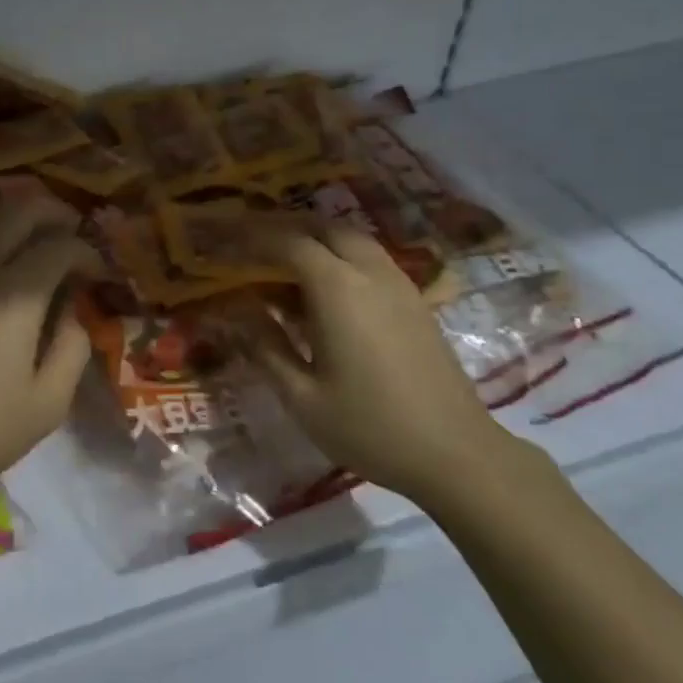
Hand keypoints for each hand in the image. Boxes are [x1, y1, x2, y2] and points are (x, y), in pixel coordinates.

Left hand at [0, 198, 96, 507]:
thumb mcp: (49, 402)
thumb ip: (74, 346)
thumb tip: (75, 310)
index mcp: (16, 294)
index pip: (61, 247)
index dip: (89, 253)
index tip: (100, 274)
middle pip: (19, 212)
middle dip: (54, 213)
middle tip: (72, 232)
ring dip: (12, 220)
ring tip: (30, 239)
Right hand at [257, 228, 517, 504]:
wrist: (457, 454)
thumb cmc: (370, 427)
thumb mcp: (302, 397)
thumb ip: (265, 348)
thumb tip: (233, 313)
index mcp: (337, 288)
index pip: (288, 243)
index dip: (253, 238)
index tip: (225, 241)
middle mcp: (369, 272)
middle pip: (324, 228)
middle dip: (286, 228)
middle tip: (253, 245)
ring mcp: (399, 284)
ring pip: (352, 239)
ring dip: (316, 239)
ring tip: (285, 262)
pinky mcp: (416, 301)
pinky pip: (371, 259)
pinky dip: (342, 256)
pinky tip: (327, 289)